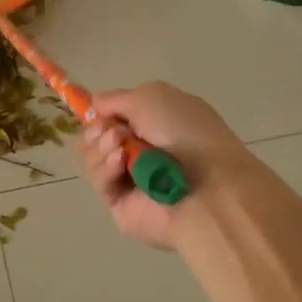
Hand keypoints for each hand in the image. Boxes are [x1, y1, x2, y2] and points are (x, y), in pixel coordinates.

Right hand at [77, 82, 251, 249]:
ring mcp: (130, 179)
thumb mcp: (149, 96)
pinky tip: (120, 164)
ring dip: (100, 147)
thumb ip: (114, 98)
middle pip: (95, 138)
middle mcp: (141, 150)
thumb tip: (94, 106)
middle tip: (113, 133)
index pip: (113, 117)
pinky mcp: (121, 205)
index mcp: (153, 123)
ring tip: (120, 148)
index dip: (100, 113)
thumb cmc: (185, 133)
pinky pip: (99, 182)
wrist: (208, 186)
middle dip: (97, 130)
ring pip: (92, 158)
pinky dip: (105, 168)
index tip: (97, 111)